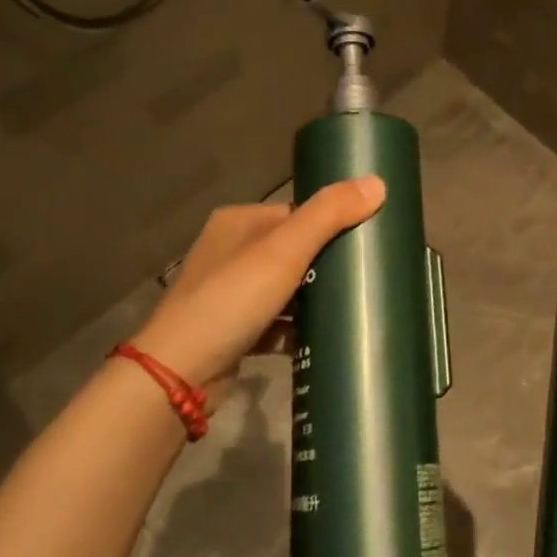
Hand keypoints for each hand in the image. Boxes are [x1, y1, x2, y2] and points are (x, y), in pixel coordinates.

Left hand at [132, 176, 385, 395]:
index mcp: (239, 222)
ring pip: (284, 289)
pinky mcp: (231, 332)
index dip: (330, 225)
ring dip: (313, 300)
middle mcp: (229, 252)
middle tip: (365, 279)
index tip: (366, 242)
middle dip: (325, 265)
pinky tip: (323, 338)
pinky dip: (296, 330)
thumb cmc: (232, 299)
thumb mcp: (285, 250)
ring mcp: (227, 294)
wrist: (178, 374)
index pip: (296, 213)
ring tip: (352, 308)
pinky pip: (274, 324)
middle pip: (292, 251)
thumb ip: (329, 214)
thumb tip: (378, 182)